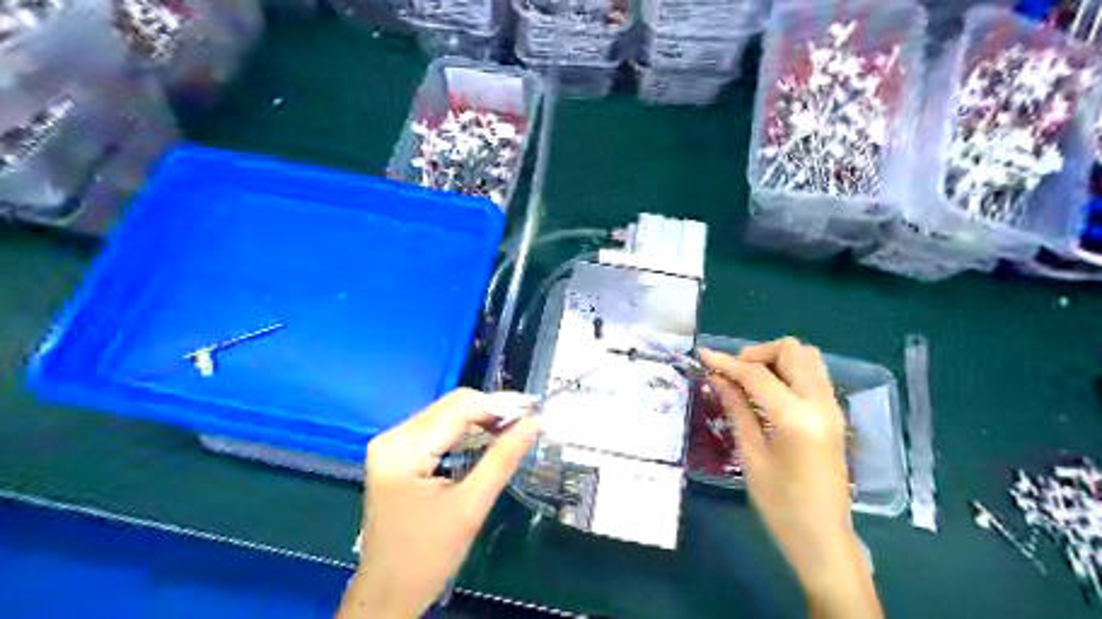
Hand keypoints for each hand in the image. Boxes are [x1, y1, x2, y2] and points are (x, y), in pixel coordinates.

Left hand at [337, 389, 541, 616]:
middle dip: (491, 409)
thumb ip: (502, 459)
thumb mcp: (470, 507)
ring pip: (446, 415)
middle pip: (450, 407)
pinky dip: (466, 431)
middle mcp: (392, 437)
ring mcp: (392, 445)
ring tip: (514, 427)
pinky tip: (488, 437)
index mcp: (402, 450)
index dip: (498, 404)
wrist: (387, 594)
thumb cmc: (427, 557)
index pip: (457, 410)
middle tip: (528, 418)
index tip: (533, 408)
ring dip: (481, 418)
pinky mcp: (397, 454)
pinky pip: (438, 429)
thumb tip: (534, 423)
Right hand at [701, 341, 884, 615]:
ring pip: (807, 357)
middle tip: (733, 375)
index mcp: (796, 418)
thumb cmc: (781, 506)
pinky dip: (788, 372)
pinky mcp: (835, 415)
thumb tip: (717, 377)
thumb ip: (737, 409)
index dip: (727, 362)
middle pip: (792, 350)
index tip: (703, 356)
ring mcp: (833, 407)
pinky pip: (813, 375)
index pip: (757, 374)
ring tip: (750, 381)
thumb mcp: (751, 456)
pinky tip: (768, 393)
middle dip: (757, 354)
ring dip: (776, 360)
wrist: (824, 539)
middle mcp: (821, 403)